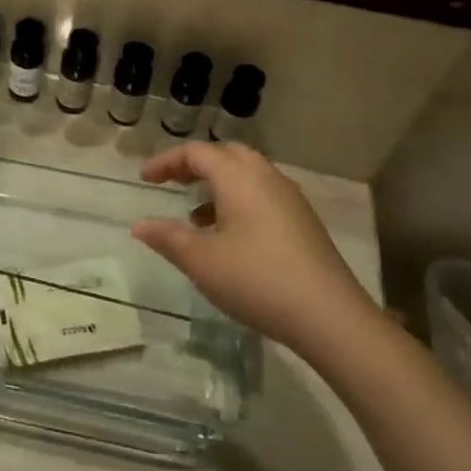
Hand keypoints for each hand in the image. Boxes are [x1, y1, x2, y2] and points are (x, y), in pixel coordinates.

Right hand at [132, 142, 377, 352]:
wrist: (330, 317)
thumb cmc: (257, 280)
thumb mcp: (201, 261)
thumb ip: (167, 237)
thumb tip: (139, 225)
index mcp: (239, 177)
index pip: (196, 153)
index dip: (166, 162)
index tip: (145, 179)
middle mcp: (266, 177)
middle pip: (226, 154)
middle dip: (195, 165)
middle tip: (172, 183)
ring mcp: (290, 198)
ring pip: (247, 175)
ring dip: (218, 185)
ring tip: (196, 217)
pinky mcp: (304, 221)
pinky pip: (263, 194)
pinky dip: (239, 201)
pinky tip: (230, 238)